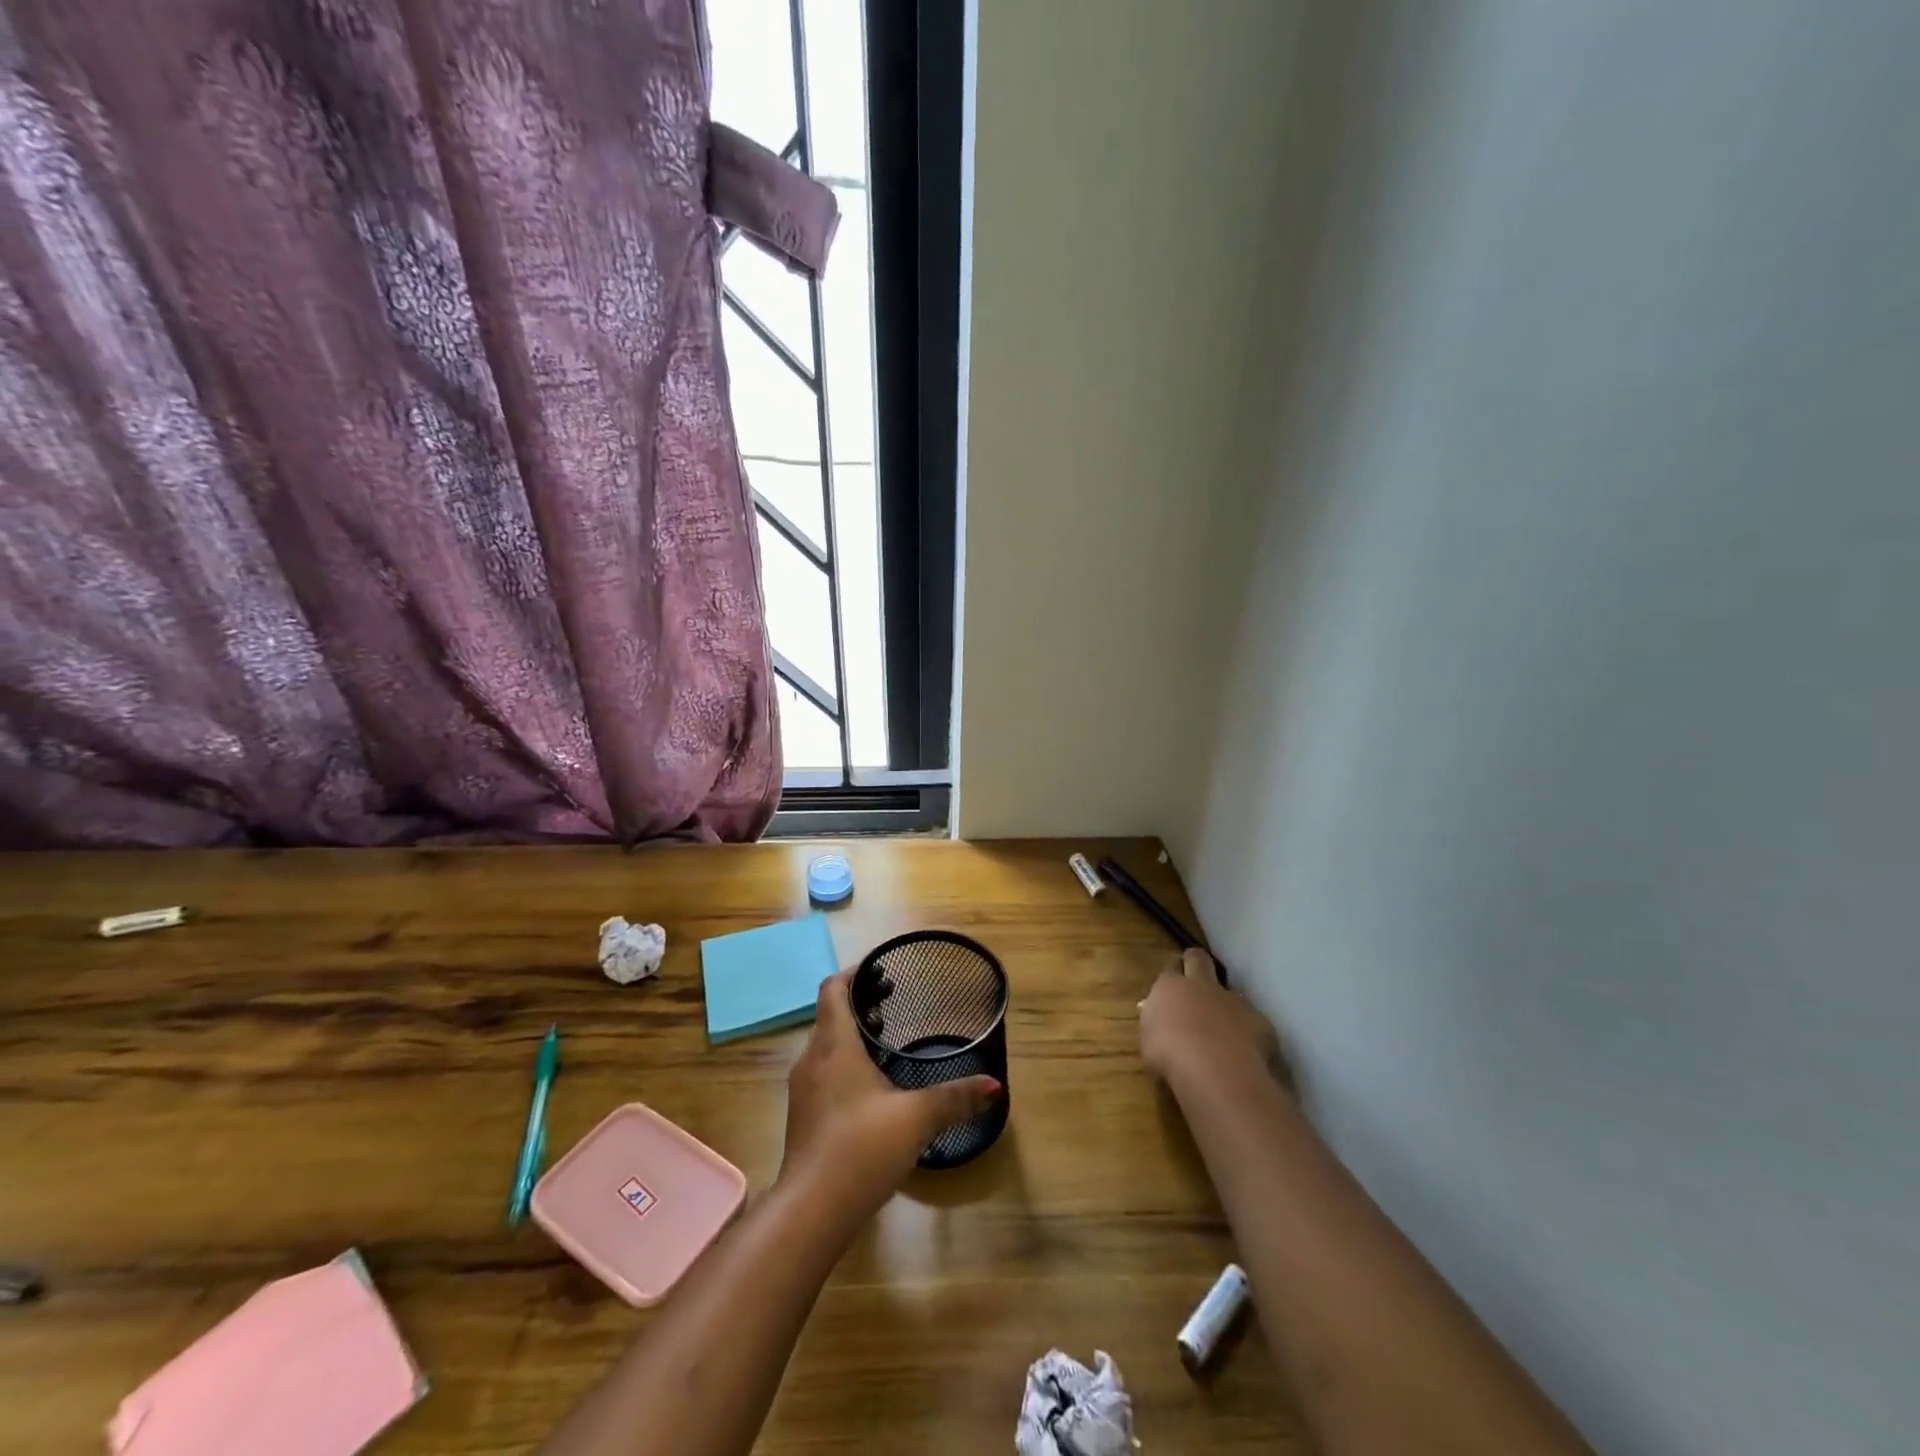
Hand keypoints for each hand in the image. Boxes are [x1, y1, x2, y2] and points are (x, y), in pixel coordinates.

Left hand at [780, 971, 1001, 1213]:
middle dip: (860, 1004)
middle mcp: (812, 1059)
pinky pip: (824, 1073)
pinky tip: (872, 1089)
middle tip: (895, 1004)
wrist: (811, 1211)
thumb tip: (996, 1085)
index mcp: (834, 1044)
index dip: (856, 973)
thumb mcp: (917, 1118)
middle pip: (830, 1015)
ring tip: (887, 1043)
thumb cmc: (861, 1148)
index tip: (883, 972)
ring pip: (826, 1046)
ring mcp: (803, 1090)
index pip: (834, 989)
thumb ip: (956, 1098)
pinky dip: (845, 1065)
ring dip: (852, 1036)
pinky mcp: (803, 1118)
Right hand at [1139, 948, 1286, 1091]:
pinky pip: (1253, 1022)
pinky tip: (1244, 1053)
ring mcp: (1234, 1000)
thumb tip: (1161, 1021)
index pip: (1171, 968)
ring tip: (1223, 1030)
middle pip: (1199, 959)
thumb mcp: (1148, 1040)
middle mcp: (1202, 985)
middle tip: (1195, 975)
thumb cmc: (1169, 1055)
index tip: (1173, 982)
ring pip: (1230, 993)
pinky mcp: (1259, 1021)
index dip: (1173, 973)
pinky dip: (1248, 1033)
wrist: (1215, 1071)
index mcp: (1170, 987)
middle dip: (1196, 962)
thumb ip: (1157, 1024)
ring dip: (1225, 1005)